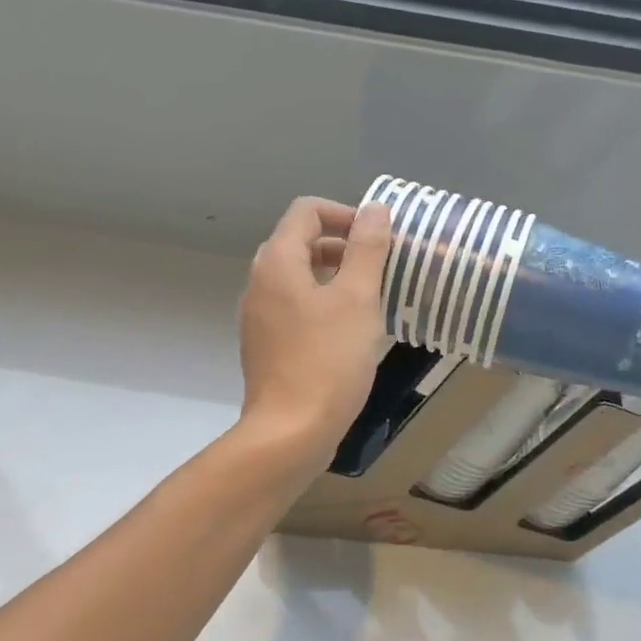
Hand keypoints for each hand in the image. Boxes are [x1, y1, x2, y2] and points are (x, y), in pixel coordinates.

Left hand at [237, 197, 391, 463]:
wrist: (290, 433)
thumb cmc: (328, 360)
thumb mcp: (357, 299)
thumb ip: (367, 249)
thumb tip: (375, 208)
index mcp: (278, 262)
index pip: (307, 211)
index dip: (345, 214)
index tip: (379, 239)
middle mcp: (260, 282)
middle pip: (301, 243)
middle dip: (343, 246)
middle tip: (381, 269)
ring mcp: (260, 317)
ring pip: (299, 279)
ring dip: (336, 278)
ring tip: (372, 300)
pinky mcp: (266, 346)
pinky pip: (296, 309)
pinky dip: (323, 306)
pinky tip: (351, 333)